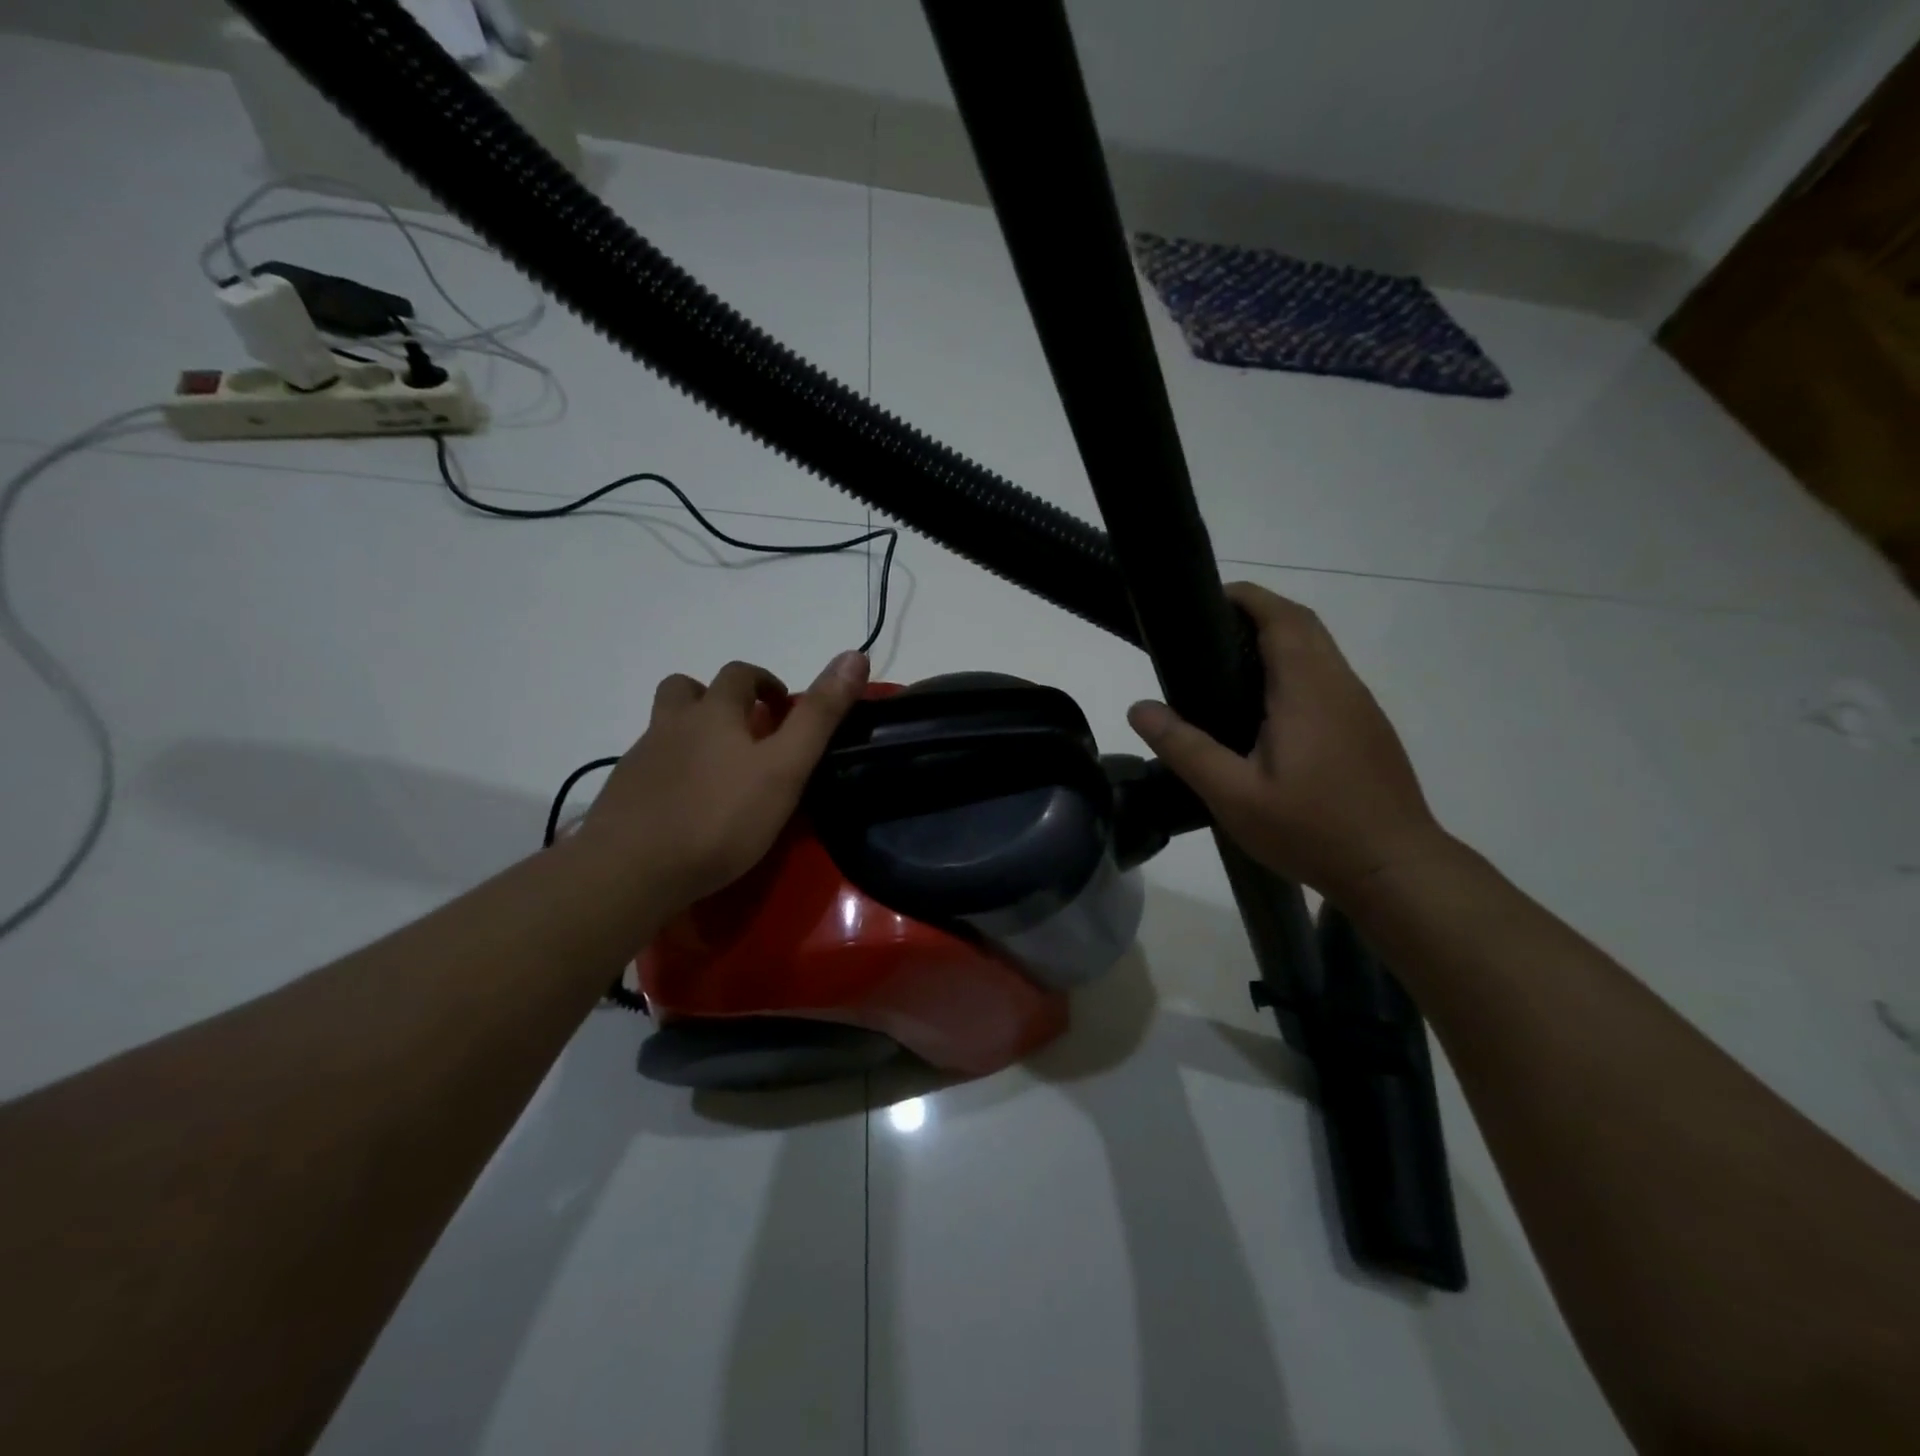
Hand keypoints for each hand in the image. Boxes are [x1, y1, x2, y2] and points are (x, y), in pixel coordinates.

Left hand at [577, 650, 870, 908]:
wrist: (632, 871)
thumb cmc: (720, 817)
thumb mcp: (786, 767)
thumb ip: (819, 715)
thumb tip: (855, 655)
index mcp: (714, 712)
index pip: (739, 674)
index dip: (764, 682)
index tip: (782, 708)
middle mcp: (672, 724)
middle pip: (687, 689)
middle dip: (720, 698)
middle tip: (748, 732)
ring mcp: (641, 759)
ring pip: (664, 726)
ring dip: (689, 730)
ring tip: (715, 765)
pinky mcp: (623, 794)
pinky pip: (649, 766)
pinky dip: (670, 770)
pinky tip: (685, 804)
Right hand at [1127, 582, 1446, 901]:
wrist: (1395, 869)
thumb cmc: (1313, 829)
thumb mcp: (1234, 796)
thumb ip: (1186, 748)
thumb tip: (1139, 707)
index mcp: (1308, 689)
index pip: (1281, 617)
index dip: (1246, 598)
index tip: (1206, 600)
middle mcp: (1340, 683)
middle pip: (1303, 625)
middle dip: (1259, 613)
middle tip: (1208, 633)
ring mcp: (1360, 705)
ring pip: (1319, 651)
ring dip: (1279, 640)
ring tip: (1227, 668)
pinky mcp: (1368, 728)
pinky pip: (1328, 677)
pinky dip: (1295, 669)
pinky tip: (1267, 711)